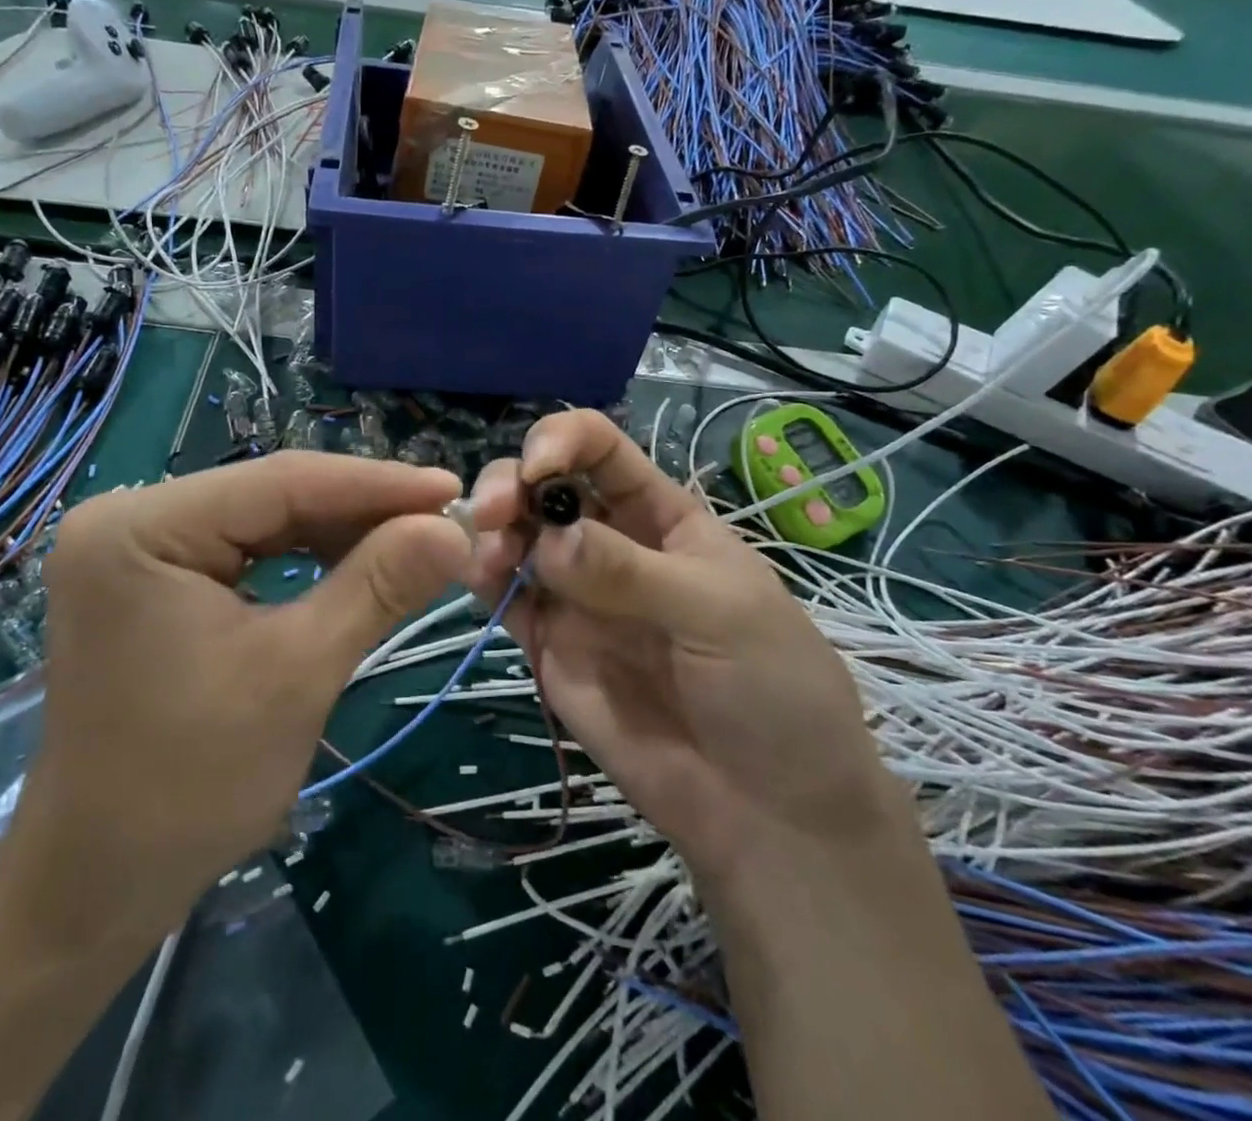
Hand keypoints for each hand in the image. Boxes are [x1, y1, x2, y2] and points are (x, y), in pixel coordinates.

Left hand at [0, 453, 472, 955]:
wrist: (100, 882)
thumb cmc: (193, 782)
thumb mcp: (299, 671)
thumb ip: (378, 585)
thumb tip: (454, 529)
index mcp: (141, 527)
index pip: (281, 481)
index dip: (377, 484)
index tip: (453, 490)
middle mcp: (129, 517)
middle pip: (272, 495)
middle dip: (363, 510)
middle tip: (445, 519)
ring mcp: (137, 547)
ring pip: (265, 519)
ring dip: (341, 532)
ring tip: (416, 539)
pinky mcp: (153, 578)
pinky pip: (246, 549)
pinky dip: (307, 557)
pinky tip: (359, 562)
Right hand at [466, 410, 900, 892]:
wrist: (770, 811)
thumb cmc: (772, 689)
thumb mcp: (719, 613)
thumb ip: (630, 572)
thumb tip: (550, 539)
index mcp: (660, 515)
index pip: (600, 448)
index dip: (563, 439)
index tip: (536, 467)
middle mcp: (609, 542)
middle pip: (544, 486)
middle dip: (511, 483)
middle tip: (493, 512)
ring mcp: (575, 594)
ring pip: (516, 537)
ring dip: (491, 531)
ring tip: (490, 560)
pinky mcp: (550, 645)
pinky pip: (506, 599)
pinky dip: (483, 581)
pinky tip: (479, 582)